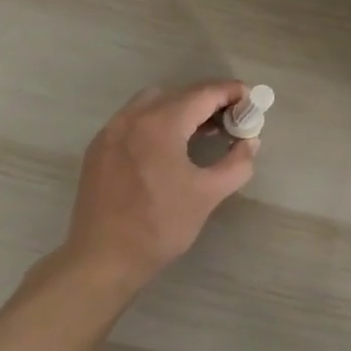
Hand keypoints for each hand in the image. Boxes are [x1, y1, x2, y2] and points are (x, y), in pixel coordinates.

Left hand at [60, 81, 258, 291]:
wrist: (102, 259)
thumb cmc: (159, 226)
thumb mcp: (207, 195)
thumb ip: (236, 164)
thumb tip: (250, 142)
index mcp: (161, 124)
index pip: (203, 94)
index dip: (231, 92)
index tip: (251, 100)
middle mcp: (132, 117)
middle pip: (178, 93)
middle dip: (208, 100)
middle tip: (230, 119)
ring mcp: (111, 131)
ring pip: (152, 102)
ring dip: (180, 108)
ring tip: (201, 131)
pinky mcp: (99, 147)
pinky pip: (133, 119)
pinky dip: (156, 120)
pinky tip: (168, 147)